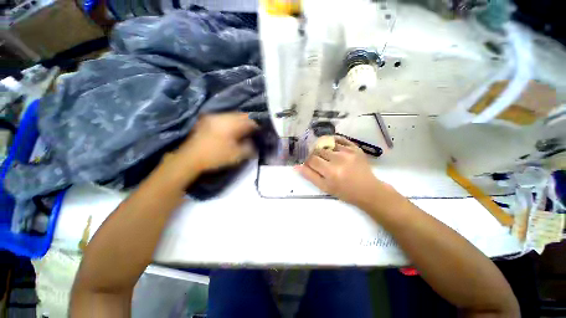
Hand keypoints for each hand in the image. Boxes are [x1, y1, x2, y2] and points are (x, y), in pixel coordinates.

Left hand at [174, 113, 258, 172]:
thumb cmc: (215, 156)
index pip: (249, 120)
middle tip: (252, 132)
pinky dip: (230, 123)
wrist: (190, 158)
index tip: (260, 132)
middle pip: (240, 116)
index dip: (257, 125)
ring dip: (239, 123)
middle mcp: (221, 116)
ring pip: (231, 116)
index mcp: (230, 123)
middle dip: (248, 123)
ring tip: (243, 131)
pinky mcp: (206, 121)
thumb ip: (249, 147)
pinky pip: (223, 119)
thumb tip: (254, 143)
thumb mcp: (237, 155)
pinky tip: (231, 131)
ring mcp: (212, 117)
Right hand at [296, 136, 390, 207]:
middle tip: (320, 162)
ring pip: (327, 144)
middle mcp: (338, 158)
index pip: (311, 159)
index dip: (308, 161)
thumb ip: (310, 176)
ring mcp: (348, 151)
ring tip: (327, 156)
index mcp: (330, 171)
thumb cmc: (344, 191)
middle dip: (315, 155)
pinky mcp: (355, 147)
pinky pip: (340, 139)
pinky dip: (333, 141)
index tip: (310, 165)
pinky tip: (332, 146)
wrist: (368, 190)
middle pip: (318, 150)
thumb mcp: (324, 187)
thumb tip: (296, 166)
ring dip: (324, 149)